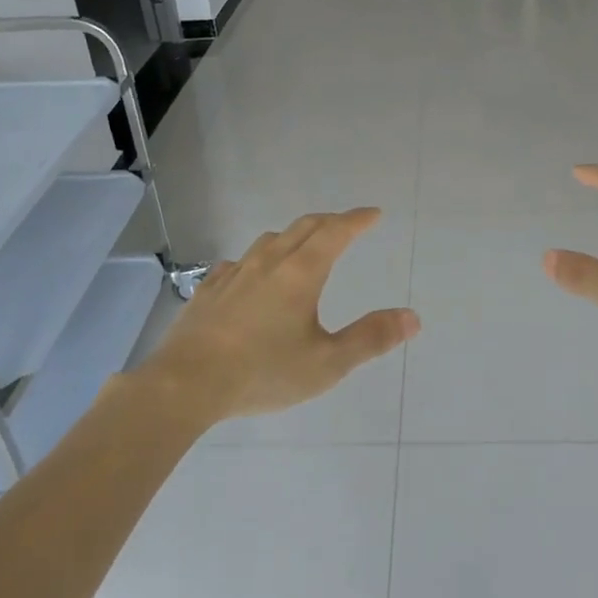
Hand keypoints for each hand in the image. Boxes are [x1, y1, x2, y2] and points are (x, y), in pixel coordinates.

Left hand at [143, 209, 418, 422]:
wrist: (185, 384)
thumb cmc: (263, 372)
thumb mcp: (327, 364)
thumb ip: (370, 338)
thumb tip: (412, 317)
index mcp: (301, 273)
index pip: (336, 232)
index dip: (357, 219)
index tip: (373, 213)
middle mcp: (269, 262)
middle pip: (304, 227)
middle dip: (330, 221)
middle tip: (346, 224)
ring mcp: (235, 273)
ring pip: (269, 240)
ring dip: (293, 236)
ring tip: (302, 246)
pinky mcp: (209, 290)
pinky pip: (238, 263)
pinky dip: (256, 260)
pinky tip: (250, 276)